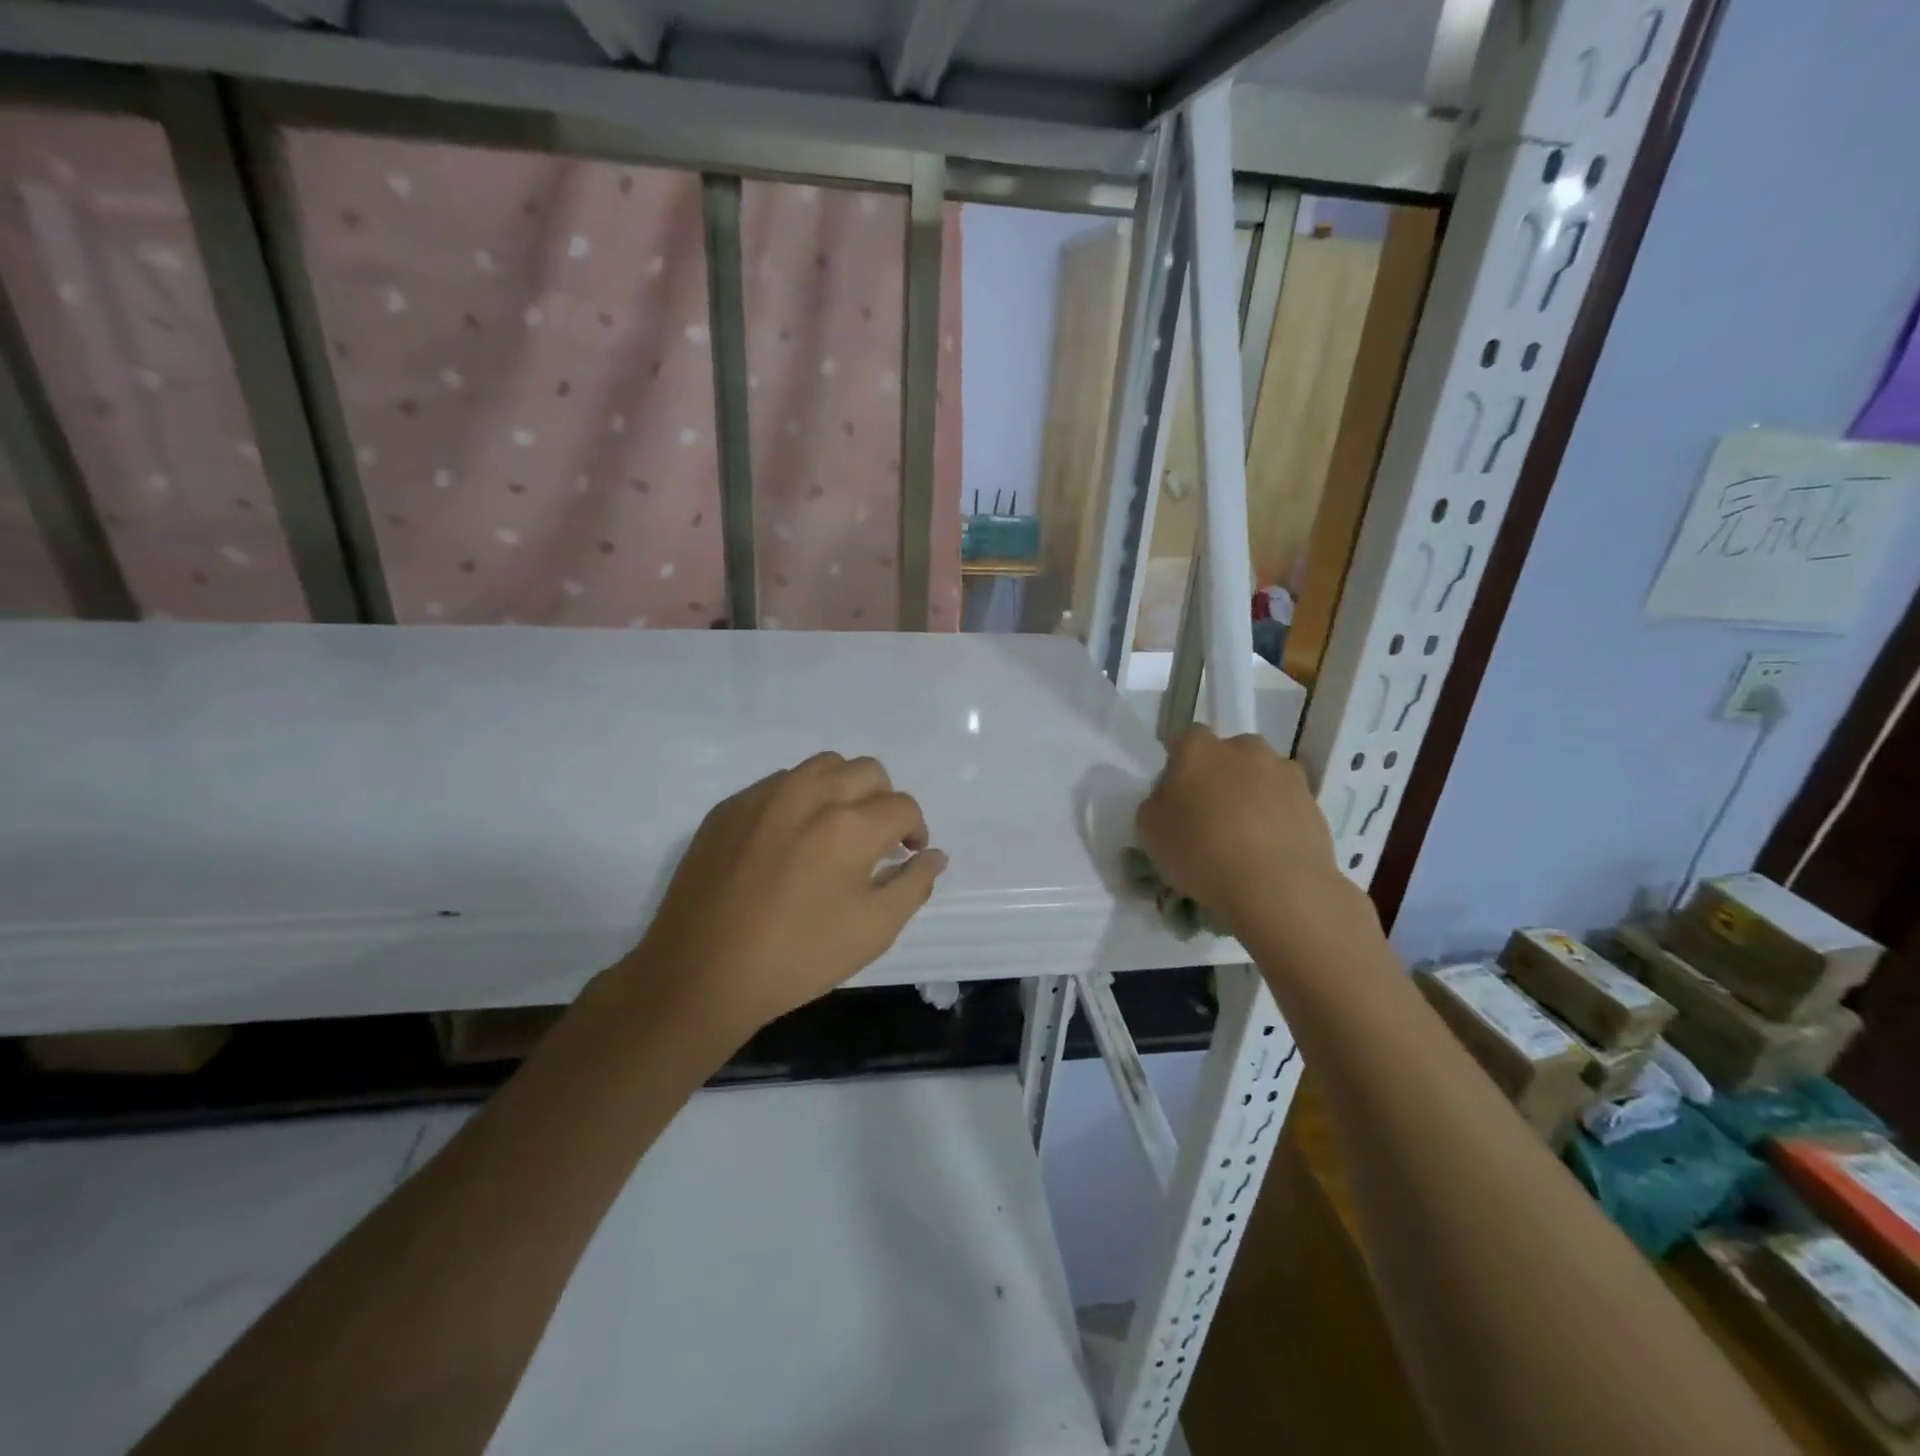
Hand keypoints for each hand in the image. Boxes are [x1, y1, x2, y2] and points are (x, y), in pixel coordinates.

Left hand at [624, 751, 947, 1034]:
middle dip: (884, 800)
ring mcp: (763, 796)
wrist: (701, 974)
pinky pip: (779, 784)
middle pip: (867, 771)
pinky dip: (800, 800)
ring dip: (843, 789)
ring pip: (822, 767)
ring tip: (835, 830)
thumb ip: (913, 885)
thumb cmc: (797, 957)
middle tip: (877, 840)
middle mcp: (809, 794)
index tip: (908, 854)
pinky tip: (788, 841)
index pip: (903, 806)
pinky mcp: (729, 807)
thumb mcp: (873, 931)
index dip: (916, 829)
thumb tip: (934, 856)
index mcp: (850, 825)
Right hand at [1136, 727, 1356, 934]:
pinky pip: (1287, 803)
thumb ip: (1157, 803)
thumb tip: (1172, 797)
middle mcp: (1244, 749)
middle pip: (1229, 753)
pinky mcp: (1313, 802)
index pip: (1185, 739)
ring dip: (1253, 794)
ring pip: (1262, 776)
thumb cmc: (1201, 851)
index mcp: (1199, 749)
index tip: (1177, 794)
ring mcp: (1284, 773)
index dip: (1180, 764)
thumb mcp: (1150, 830)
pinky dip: (1278, 818)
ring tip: (1246, 836)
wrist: (1277, 886)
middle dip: (1221, 775)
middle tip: (1212, 813)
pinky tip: (1270, 850)